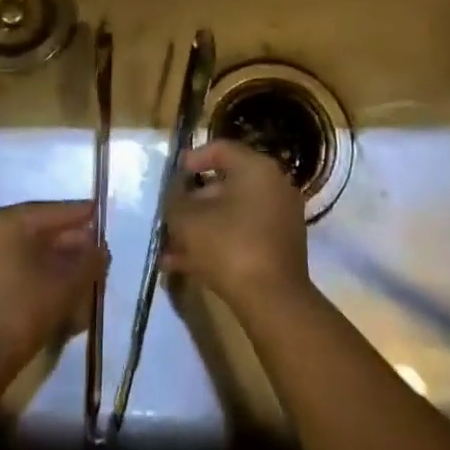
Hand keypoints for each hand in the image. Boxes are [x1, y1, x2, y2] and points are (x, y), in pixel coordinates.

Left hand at [0, 201, 105, 386]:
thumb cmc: (20, 311)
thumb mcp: (66, 285)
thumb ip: (89, 261)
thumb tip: (99, 249)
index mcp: (6, 221)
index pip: (53, 211)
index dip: (81, 215)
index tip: (102, 217)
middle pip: (38, 230)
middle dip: (69, 242)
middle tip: (96, 253)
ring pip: (25, 251)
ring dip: (54, 260)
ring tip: (80, 274)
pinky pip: (12, 267)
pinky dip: (35, 273)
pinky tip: (55, 288)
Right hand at [162, 140, 309, 312]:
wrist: (272, 300)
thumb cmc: (228, 245)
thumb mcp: (187, 219)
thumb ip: (175, 198)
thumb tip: (176, 191)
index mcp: (256, 168)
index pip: (220, 149)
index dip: (192, 159)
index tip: (171, 176)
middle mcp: (274, 186)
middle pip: (225, 184)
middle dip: (192, 201)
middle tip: (169, 215)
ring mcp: (280, 218)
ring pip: (231, 214)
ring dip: (200, 227)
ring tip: (169, 247)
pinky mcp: (280, 247)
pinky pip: (242, 235)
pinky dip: (217, 243)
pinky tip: (184, 265)